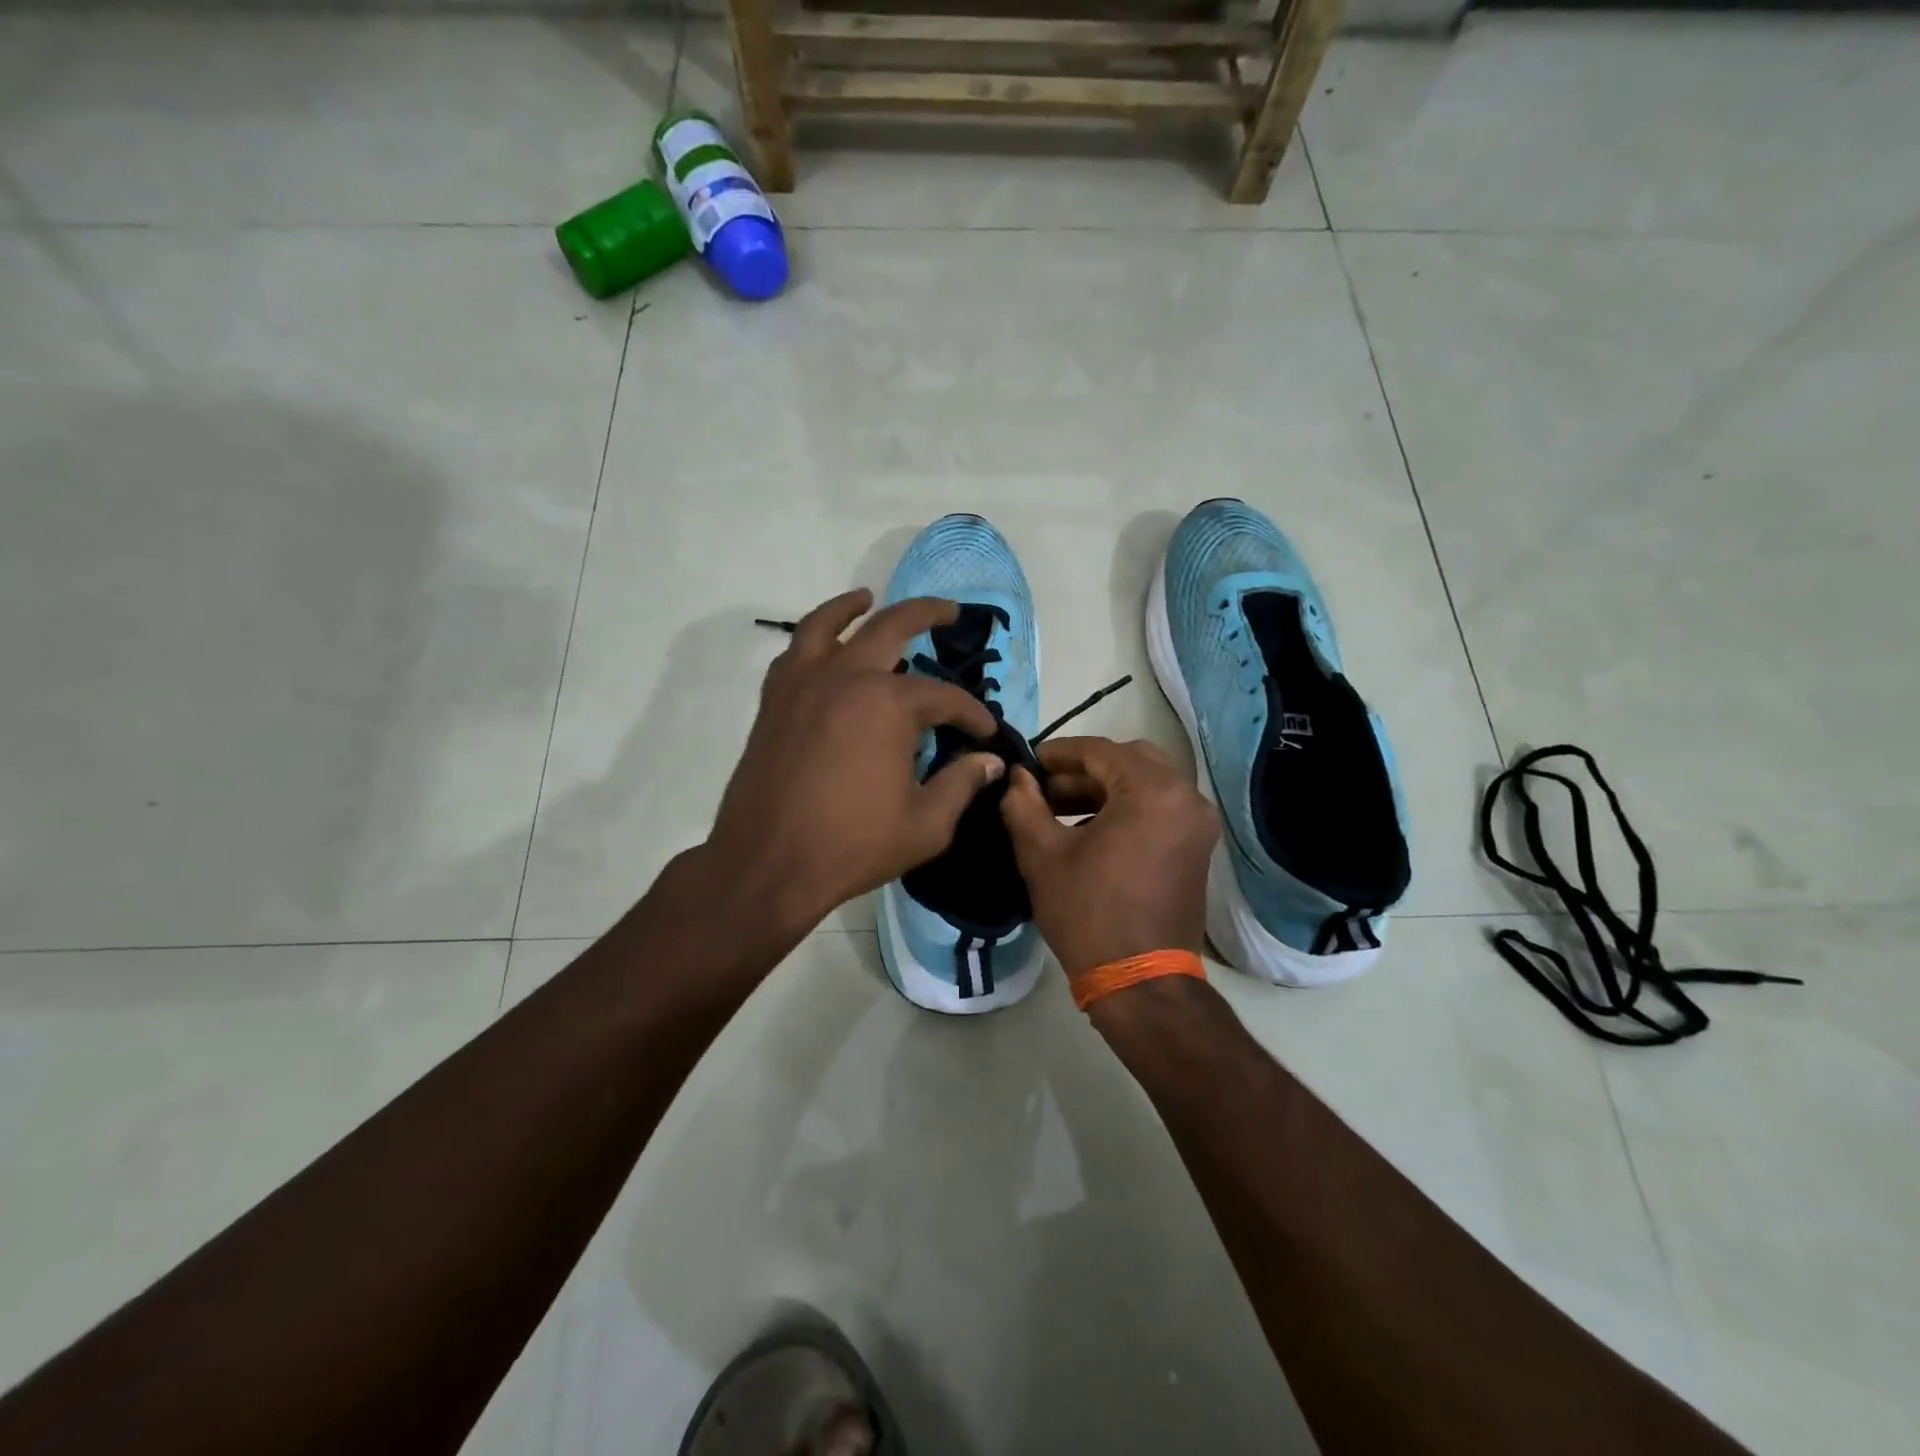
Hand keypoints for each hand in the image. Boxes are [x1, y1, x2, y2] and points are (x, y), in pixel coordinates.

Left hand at [704, 589, 1003, 937]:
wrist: (767, 864)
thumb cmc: (852, 846)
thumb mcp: (925, 825)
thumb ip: (961, 785)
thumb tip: (988, 761)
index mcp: (888, 705)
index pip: (944, 697)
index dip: (972, 714)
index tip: (986, 732)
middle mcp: (845, 678)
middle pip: (891, 628)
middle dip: (928, 615)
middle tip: (951, 612)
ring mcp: (803, 684)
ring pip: (828, 624)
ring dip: (854, 606)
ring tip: (869, 597)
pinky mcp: (774, 701)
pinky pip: (794, 653)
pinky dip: (812, 638)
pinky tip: (824, 647)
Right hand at [999, 736, 1217, 975]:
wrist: (1140, 981)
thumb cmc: (1088, 913)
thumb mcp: (1042, 855)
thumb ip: (1023, 804)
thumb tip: (1018, 777)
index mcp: (1153, 791)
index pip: (1099, 750)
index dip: (1058, 753)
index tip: (1027, 763)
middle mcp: (1185, 797)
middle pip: (1129, 760)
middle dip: (1083, 769)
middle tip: (1044, 787)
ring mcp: (1196, 823)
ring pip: (1145, 783)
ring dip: (1103, 788)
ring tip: (1058, 810)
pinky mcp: (1196, 847)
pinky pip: (1159, 808)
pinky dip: (1125, 808)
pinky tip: (1088, 829)